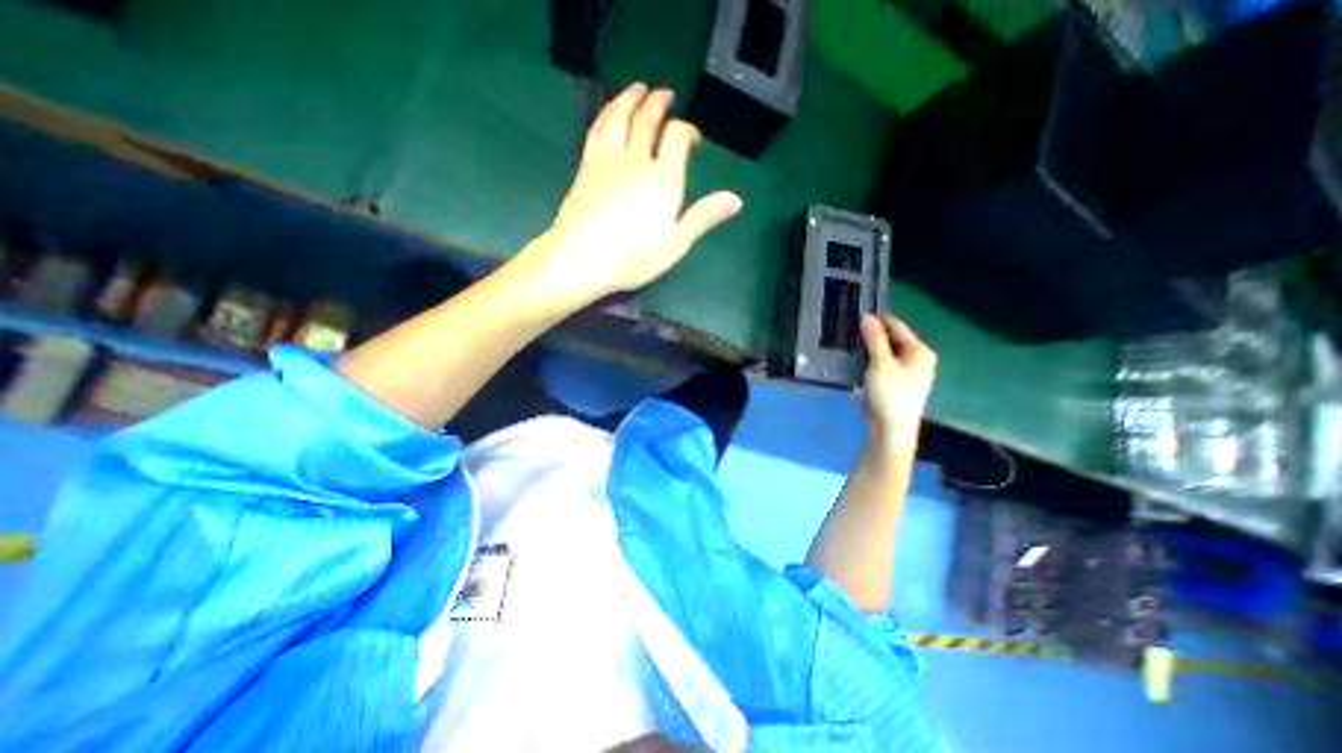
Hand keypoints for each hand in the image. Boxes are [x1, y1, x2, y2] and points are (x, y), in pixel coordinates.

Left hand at [535, 78, 744, 301]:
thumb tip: (736, 199)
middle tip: (665, 95)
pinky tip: (608, 112)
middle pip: (648, 120)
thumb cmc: (634, 258)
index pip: (677, 138)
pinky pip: (598, 128)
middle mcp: (637, 160)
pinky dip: (606, 113)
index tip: (692, 137)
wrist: (582, 259)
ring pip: (620, 117)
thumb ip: (704, 217)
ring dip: (630, 98)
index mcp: (664, 179)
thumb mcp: (676, 243)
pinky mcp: (586, 165)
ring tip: (637, 89)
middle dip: (659, 104)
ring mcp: (608, 159)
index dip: (687, 131)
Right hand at [859, 314, 934, 455]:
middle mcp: (919, 360)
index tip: (857, 317)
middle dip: (873, 336)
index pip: (898, 327)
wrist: (891, 430)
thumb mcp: (881, 363)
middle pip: (893, 340)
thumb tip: (867, 317)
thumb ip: (874, 339)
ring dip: (870, 350)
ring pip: (887, 353)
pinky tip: (858, 363)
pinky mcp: (898, 384)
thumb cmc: (890, 394)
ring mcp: (909, 373)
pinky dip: (872, 362)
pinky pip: (884, 365)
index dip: (878, 321)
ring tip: (851, 346)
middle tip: (850, 333)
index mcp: (921, 351)